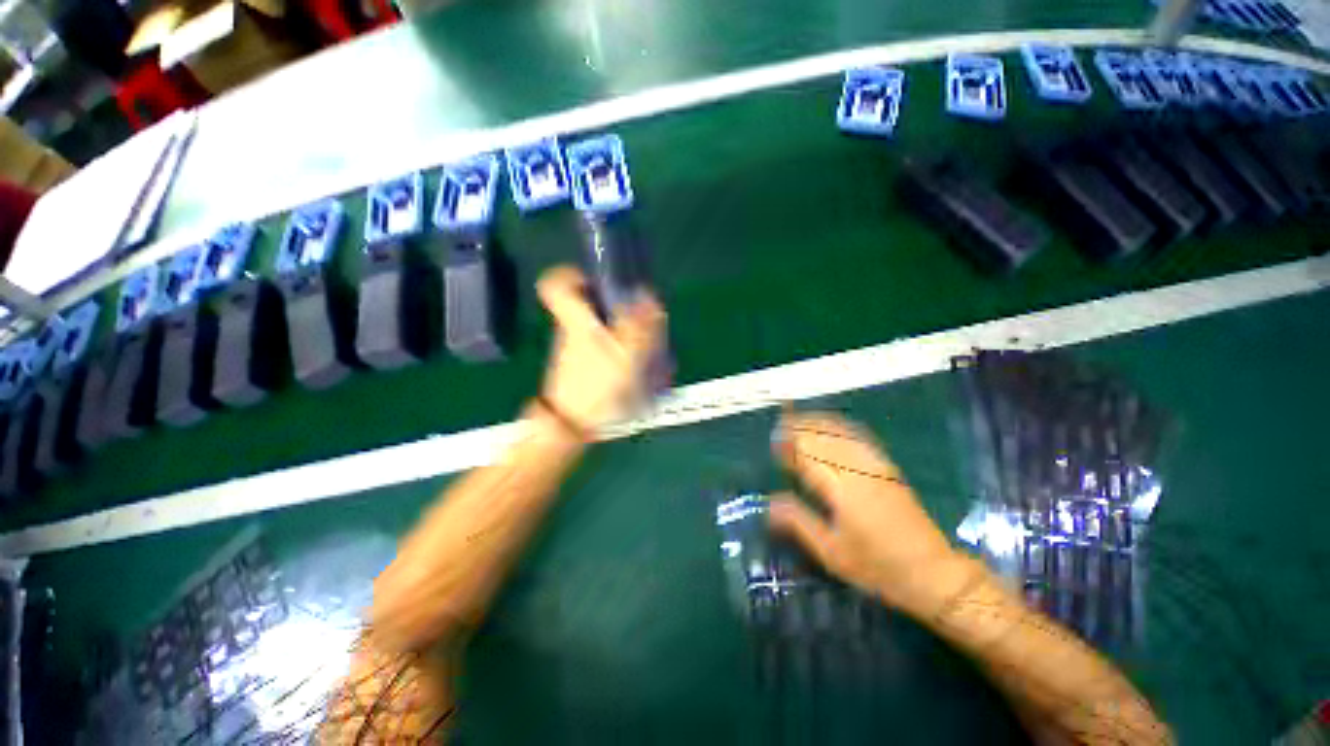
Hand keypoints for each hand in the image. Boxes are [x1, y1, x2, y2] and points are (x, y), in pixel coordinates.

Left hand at [536, 265, 666, 432]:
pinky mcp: (581, 365)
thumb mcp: (625, 354)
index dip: (573, 273)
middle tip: (638, 317)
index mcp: (575, 321)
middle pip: (585, 303)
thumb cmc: (598, 386)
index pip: (554, 284)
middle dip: (614, 305)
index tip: (598, 279)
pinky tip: (636, 365)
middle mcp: (570, 330)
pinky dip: (617, 349)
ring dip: (621, 330)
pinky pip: (600, 346)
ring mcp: (574, 349)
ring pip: (596, 325)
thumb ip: (640, 324)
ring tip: (645, 347)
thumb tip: (647, 293)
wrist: (572, 426)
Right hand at [768, 411, 979, 619]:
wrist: (933, 572)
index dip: (789, 443)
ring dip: (817, 423)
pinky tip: (831, 426)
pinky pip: (859, 436)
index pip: (808, 454)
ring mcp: (875, 466)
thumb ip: (799, 522)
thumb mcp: (832, 553)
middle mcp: (858, 470)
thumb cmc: (878, 567)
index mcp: (841, 490)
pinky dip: (839, 426)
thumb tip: (769, 503)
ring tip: (798, 419)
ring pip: (840, 433)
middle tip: (780, 425)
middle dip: (799, 427)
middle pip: (823, 437)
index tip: (773, 441)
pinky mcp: (887, 467)